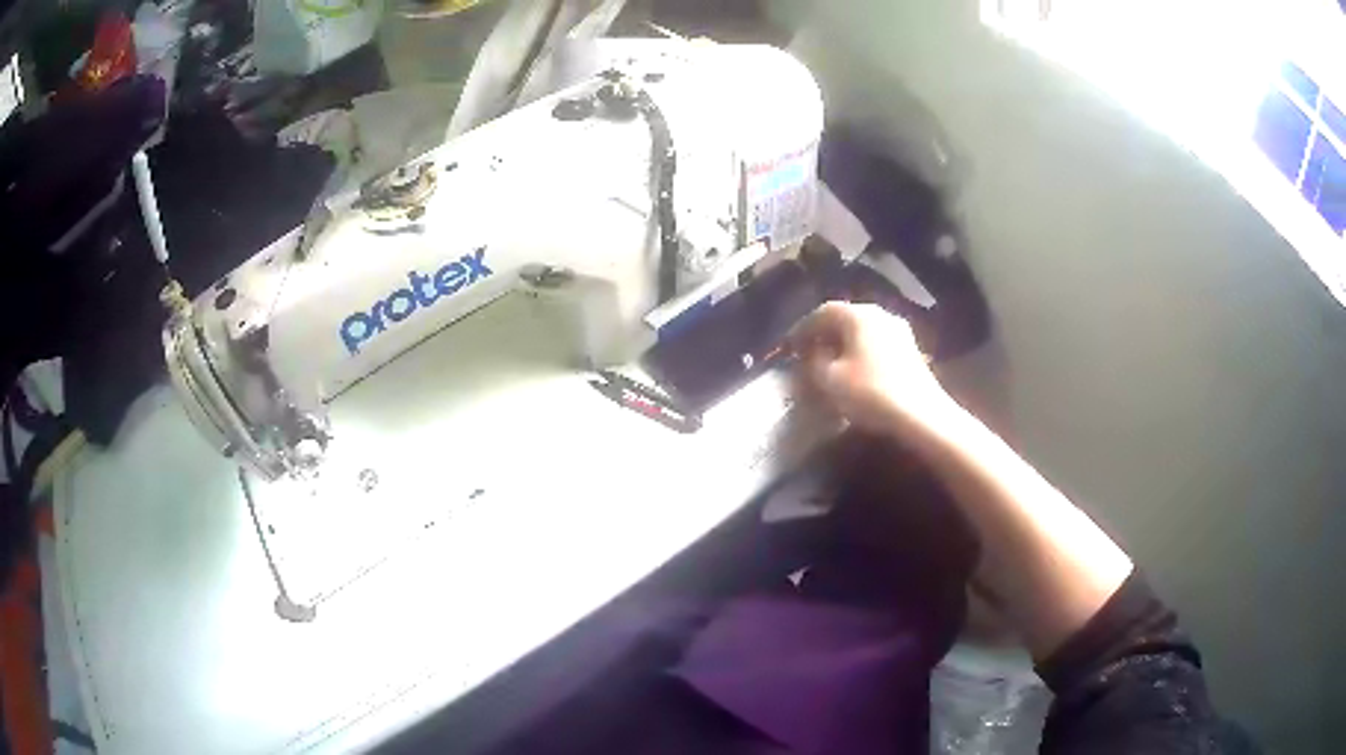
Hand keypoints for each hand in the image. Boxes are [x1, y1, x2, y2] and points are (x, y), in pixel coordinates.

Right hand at [788, 302, 959, 442]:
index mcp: (858, 314)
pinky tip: (855, 371)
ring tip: (829, 364)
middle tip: (807, 353)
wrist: (920, 415)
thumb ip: (813, 361)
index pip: (823, 312)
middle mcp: (880, 314)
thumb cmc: (870, 393)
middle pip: (845, 318)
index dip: (803, 329)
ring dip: (843, 344)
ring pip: (862, 331)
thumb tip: (812, 352)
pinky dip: (861, 352)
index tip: (789, 346)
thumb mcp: (829, 379)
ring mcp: (899, 331)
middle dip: (824, 335)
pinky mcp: (911, 350)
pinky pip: (877, 343)